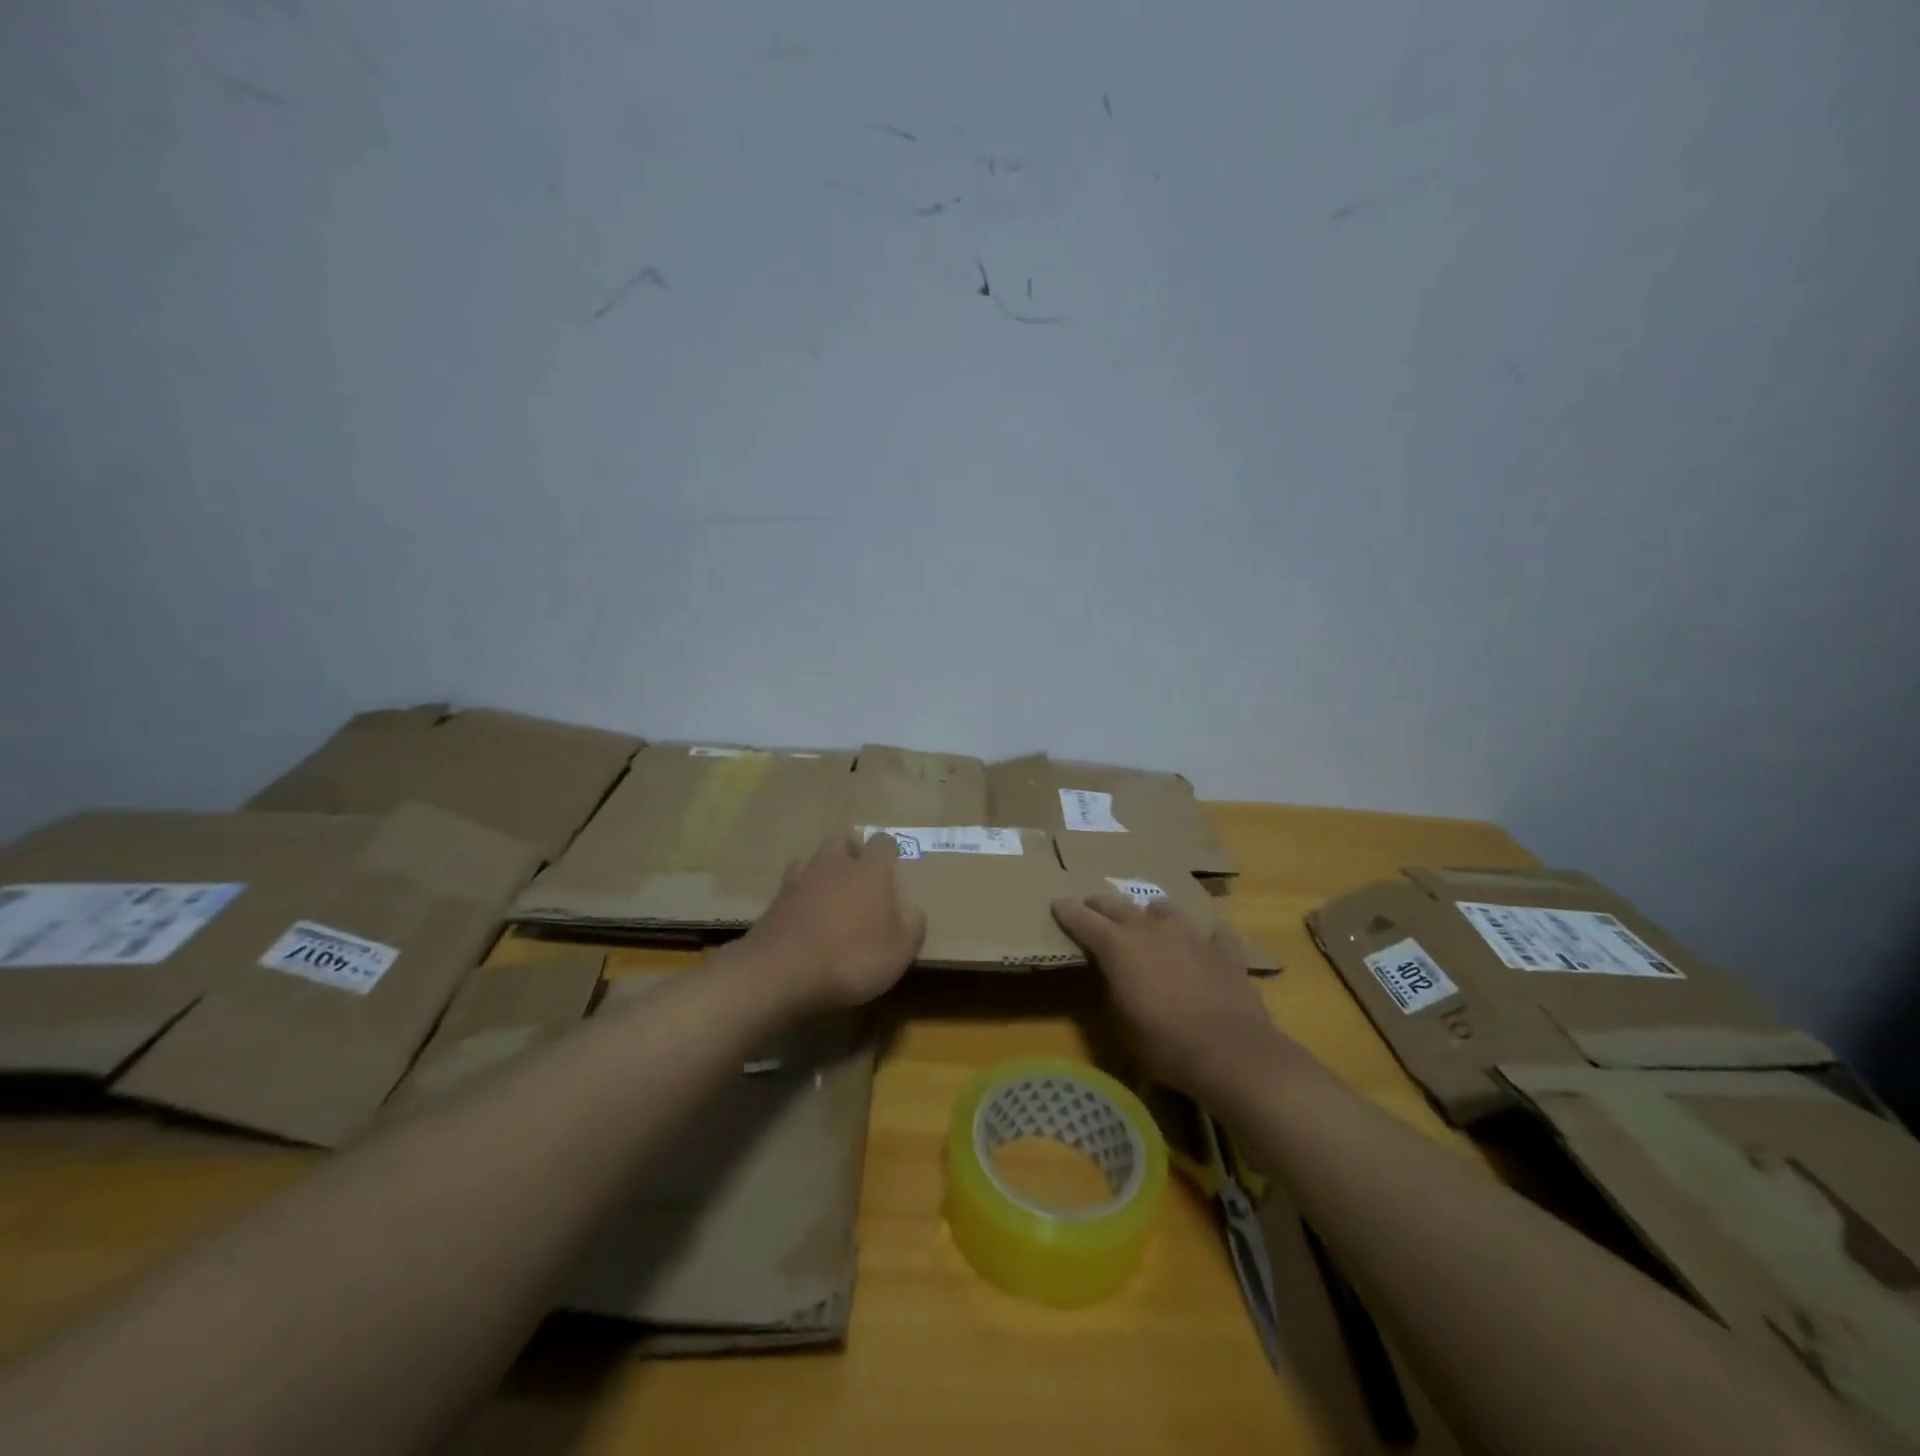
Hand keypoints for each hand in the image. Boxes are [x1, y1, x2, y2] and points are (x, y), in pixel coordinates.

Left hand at [738, 831, 926, 1009]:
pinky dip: (800, 895)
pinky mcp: (774, 902)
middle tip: (859, 871)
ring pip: (812, 859)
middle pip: (841, 838)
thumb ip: (912, 926)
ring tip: (829, 892)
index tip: (892, 866)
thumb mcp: (899, 952)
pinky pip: (791, 887)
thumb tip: (912, 910)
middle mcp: (835, 866)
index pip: (883, 843)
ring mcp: (800, 881)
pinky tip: (803, 915)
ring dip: (822, 869)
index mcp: (870, 871)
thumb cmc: (852, 958)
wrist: (781, 972)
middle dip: (851, 848)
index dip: (889, 852)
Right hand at [1051, 893, 1288, 1100]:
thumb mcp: (1122, 1023)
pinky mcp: (1225, 950)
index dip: (1067, 910)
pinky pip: (1213, 933)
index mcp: (1119, 946)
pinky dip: (1206, 936)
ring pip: (1165, 909)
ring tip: (1149, 919)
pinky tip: (1207, 942)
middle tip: (1092, 906)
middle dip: (1101, 905)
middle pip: (1119, 906)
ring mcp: (1191, 935)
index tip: (1057, 902)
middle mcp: (1152, 930)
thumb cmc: (1165, 1044)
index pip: (1084, 920)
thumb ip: (1113, 989)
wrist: (1231, 1052)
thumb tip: (1115, 976)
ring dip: (1152, 913)